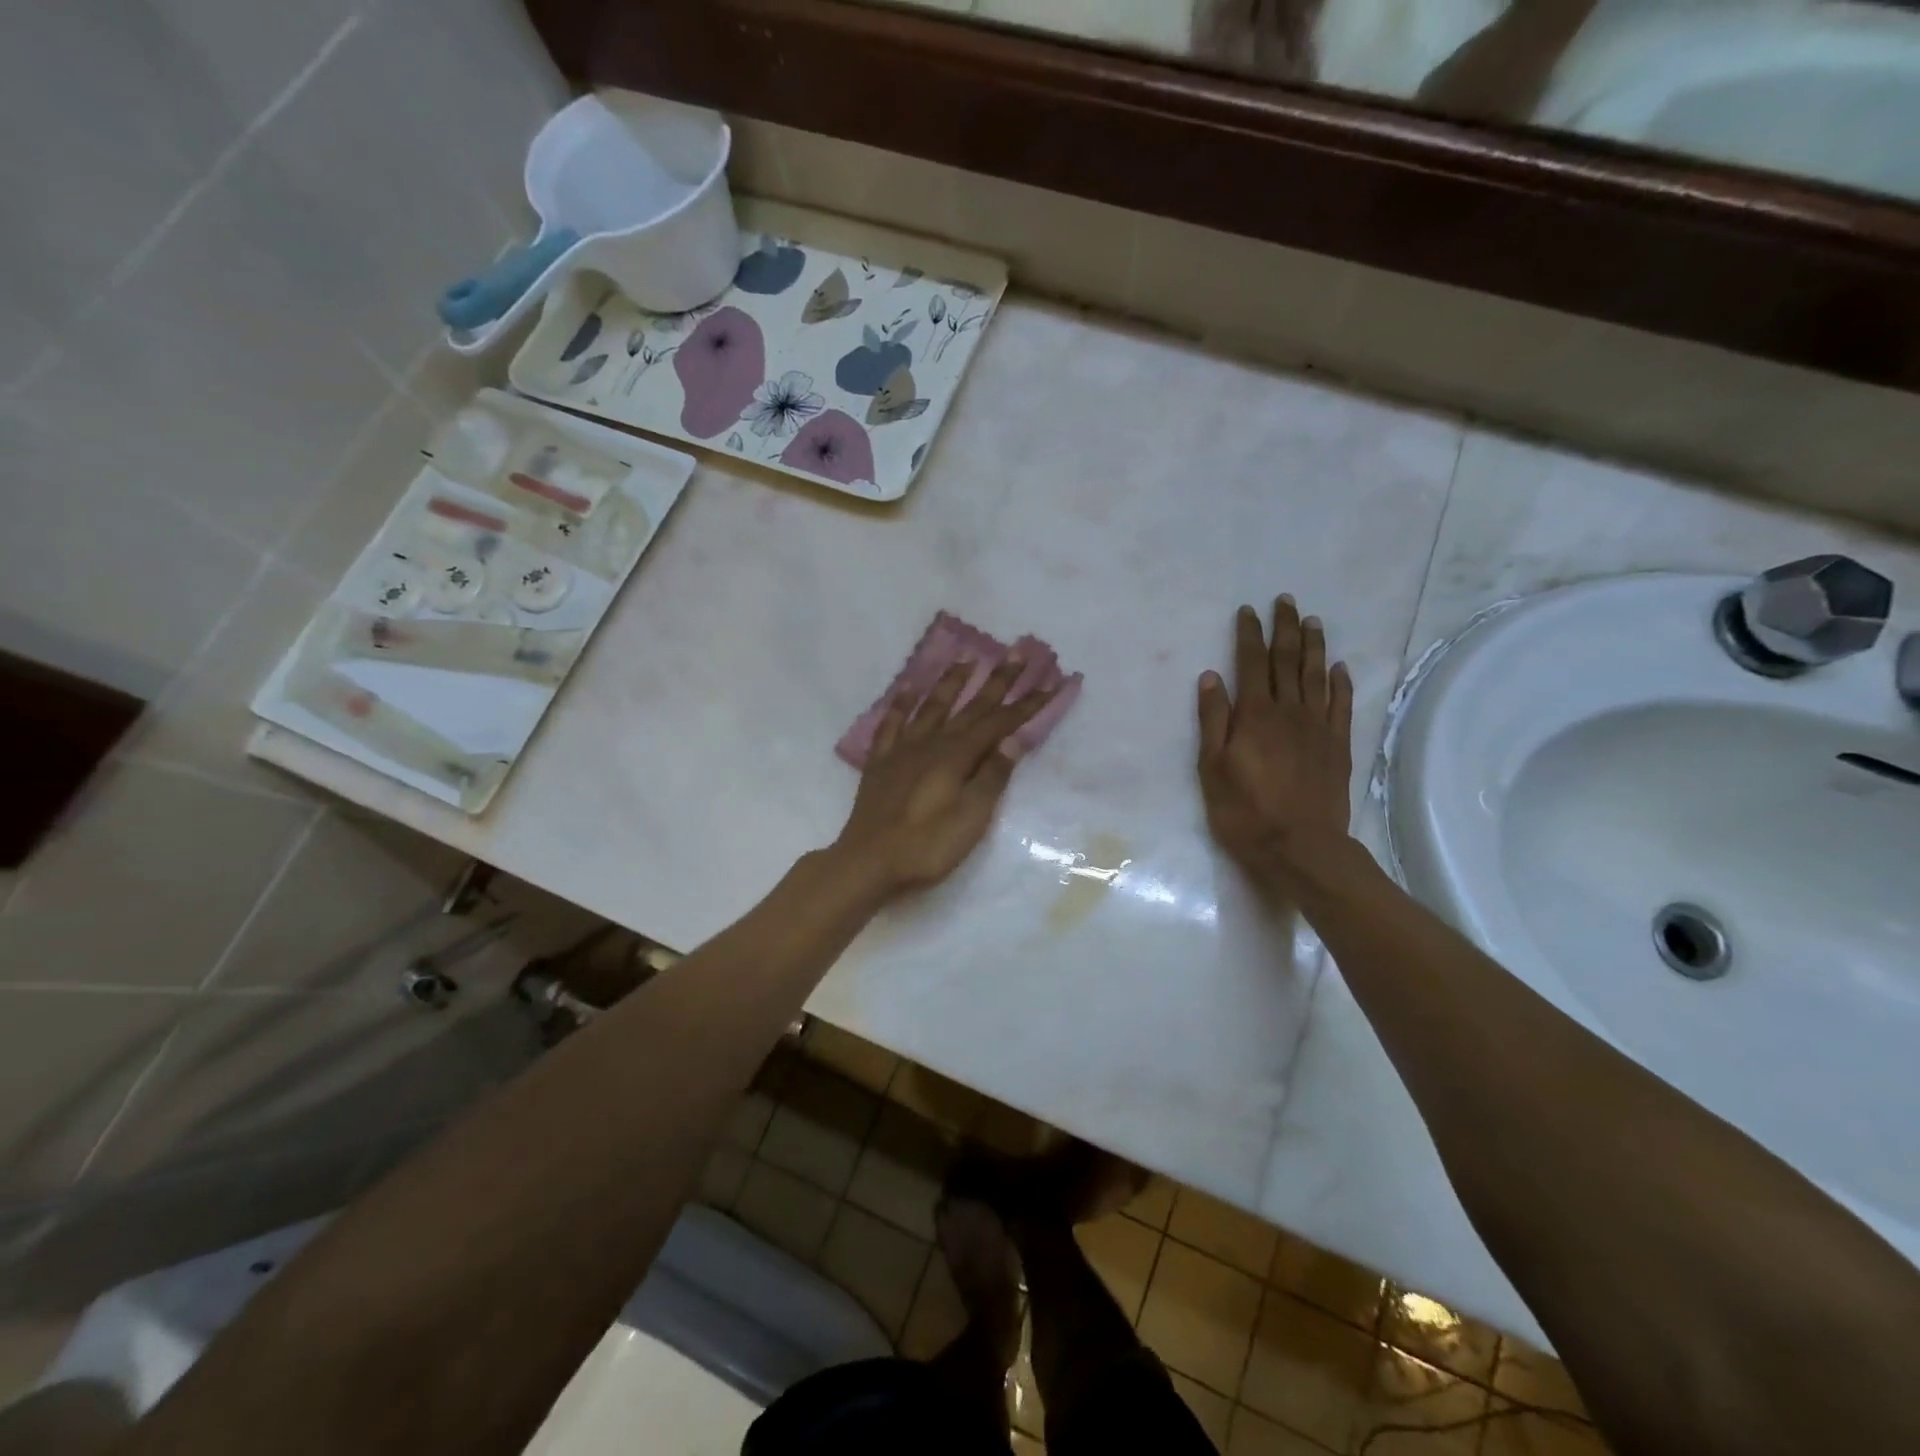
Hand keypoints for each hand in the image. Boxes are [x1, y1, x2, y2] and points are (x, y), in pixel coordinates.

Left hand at [830, 655, 1057, 897]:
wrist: (868, 862)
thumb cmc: (927, 846)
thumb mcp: (971, 817)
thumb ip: (992, 776)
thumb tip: (1014, 738)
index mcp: (957, 756)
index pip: (999, 724)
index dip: (1026, 705)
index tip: (1050, 683)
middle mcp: (932, 743)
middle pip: (971, 707)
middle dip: (997, 680)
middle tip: (1017, 653)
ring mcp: (903, 750)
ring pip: (932, 706)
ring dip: (951, 682)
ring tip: (966, 658)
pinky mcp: (880, 762)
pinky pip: (892, 723)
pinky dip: (901, 703)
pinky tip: (908, 688)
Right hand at [1197, 596, 1354, 889]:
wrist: (1300, 847)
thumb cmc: (1245, 811)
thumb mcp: (1212, 768)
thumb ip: (1213, 721)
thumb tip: (1211, 677)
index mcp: (1254, 715)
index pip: (1251, 664)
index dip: (1249, 635)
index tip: (1248, 611)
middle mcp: (1289, 712)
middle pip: (1288, 661)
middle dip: (1284, 628)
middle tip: (1285, 601)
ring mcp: (1318, 727)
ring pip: (1317, 676)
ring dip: (1314, 646)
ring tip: (1312, 621)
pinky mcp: (1337, 745)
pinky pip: (1341, 705)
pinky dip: (1341, 683)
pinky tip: (1340, 668)